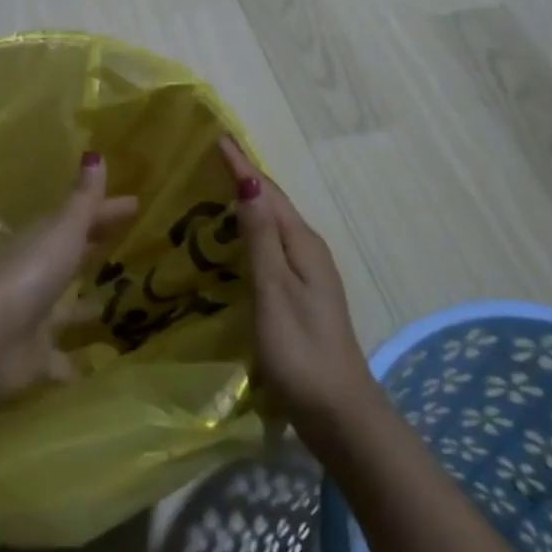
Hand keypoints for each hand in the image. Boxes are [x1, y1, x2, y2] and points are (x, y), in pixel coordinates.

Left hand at [0, 151, 136, 398]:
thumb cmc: (29, 274)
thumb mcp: (63, 230)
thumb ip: (83, 199)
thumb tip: (96, 154)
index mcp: (42, 242)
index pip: (80, 219)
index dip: (106, 212)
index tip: (136, 204)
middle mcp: (35, 277)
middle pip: (69, 260)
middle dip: (92, 253)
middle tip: (126, 248)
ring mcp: (32, 320)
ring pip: (63, 310)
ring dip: (82, 308)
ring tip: (113, 308)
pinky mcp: (33, 360)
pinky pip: (58, 360)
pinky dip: (72, 364)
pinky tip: (93, 367)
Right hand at [218, 137, 376, 445]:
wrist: (339, 414)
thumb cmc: (301, 351)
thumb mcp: (274, 291)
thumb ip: (260, 238)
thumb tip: (248, 183)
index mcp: (302, 244)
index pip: (268, 192)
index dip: (242, 165)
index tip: (218, 137)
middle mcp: (308, 250)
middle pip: (273, 203)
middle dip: (245, 177)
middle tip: (211, 157)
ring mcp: (307, 274)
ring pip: (273, 224)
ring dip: (248, 203)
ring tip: (216, 188)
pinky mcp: (300, 294)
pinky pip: (272, 246)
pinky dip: (252, 230)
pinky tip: (235, 239)